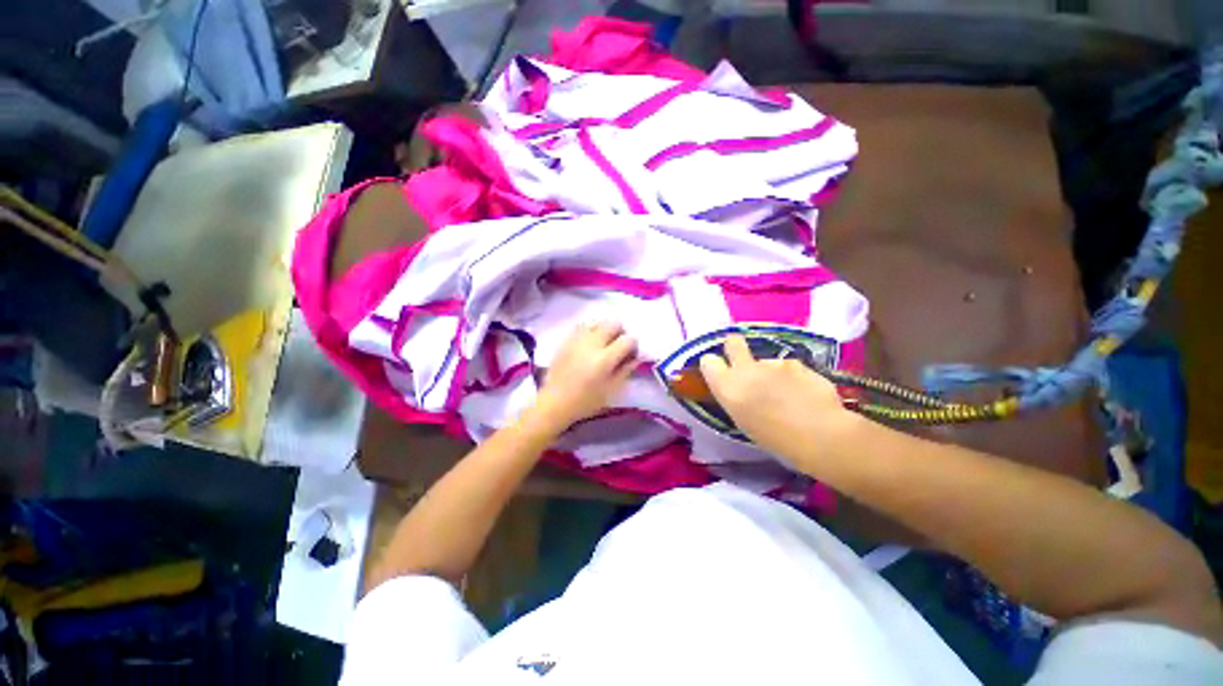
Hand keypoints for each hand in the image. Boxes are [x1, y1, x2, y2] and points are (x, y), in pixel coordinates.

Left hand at [530, 322, 637, 431]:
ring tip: (602, 343)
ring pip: (597, 322)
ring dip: (604, 330)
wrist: (555, 402)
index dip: (633, 345)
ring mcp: (577, 340)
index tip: (630, 354)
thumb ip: (625, 370)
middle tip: (617, 346)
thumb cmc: (586, 401)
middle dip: (620, 332)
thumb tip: (636, 356)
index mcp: (605, 359)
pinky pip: (582, 326)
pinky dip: (590, 331)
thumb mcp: (611, 390)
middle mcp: (592, 344)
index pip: (628, 340)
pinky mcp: (566, 340)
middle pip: (613, 323)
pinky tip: (589, 343)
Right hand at [699, 335, 855, 464]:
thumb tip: (739, 389)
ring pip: (767, 362)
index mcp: (728, 386)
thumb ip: (736, 397)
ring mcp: (773, 363)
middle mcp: (746, 369)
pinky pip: (789, 368)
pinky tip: (805, 395)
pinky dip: (794, 378)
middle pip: (733, 342)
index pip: (709, 361)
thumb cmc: (774, 438)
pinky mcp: (797, 363)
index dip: (713, 364)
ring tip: (788, 395)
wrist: (818, 434)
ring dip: (772, 373)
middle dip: (734, 345)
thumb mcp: (743, 420)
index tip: (720, 371)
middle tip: (741, 357)